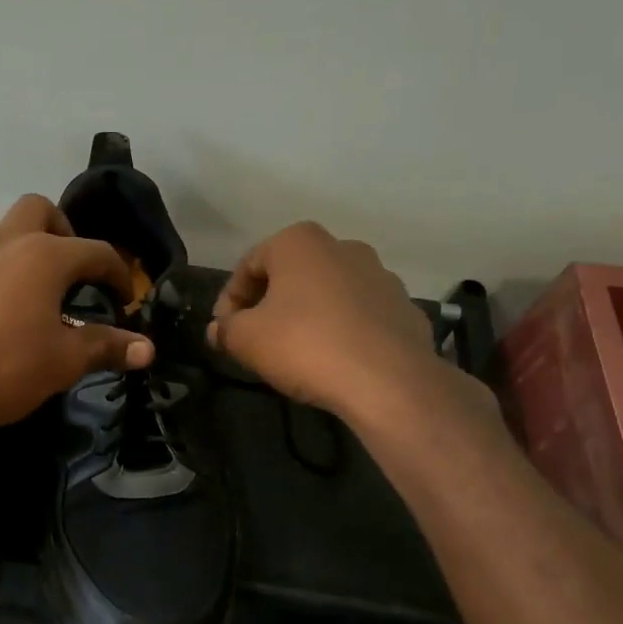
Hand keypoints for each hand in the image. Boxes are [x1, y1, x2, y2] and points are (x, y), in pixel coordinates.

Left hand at [0, 195, 154, 440]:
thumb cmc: (4, 369)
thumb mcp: (63, 362)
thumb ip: (105, 347)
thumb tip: (147, 349)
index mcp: (44, 255)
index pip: (96, 251)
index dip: (117, 273)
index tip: (123, 298)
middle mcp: (3, 240)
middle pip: (39, 209)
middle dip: (62, 230)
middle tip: (70, 268)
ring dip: (19, 245)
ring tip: (26, 284)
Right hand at [206, 221, 459, 423]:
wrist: (388, 381)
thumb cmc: (304, 345)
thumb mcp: (246, 339)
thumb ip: (225, 329)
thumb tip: (217, 330)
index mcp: (299, 242)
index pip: (248, 265)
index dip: (229, 300)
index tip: (224, 330)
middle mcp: (343, 247)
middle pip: (291, 274)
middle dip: (269, 303)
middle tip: (255, 338)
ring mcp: (380, 275)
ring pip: (328, 292)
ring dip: (307, 314)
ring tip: (295, 351)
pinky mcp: (405, 308)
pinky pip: (360, 315)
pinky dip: (342, 329)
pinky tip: (334, 359)